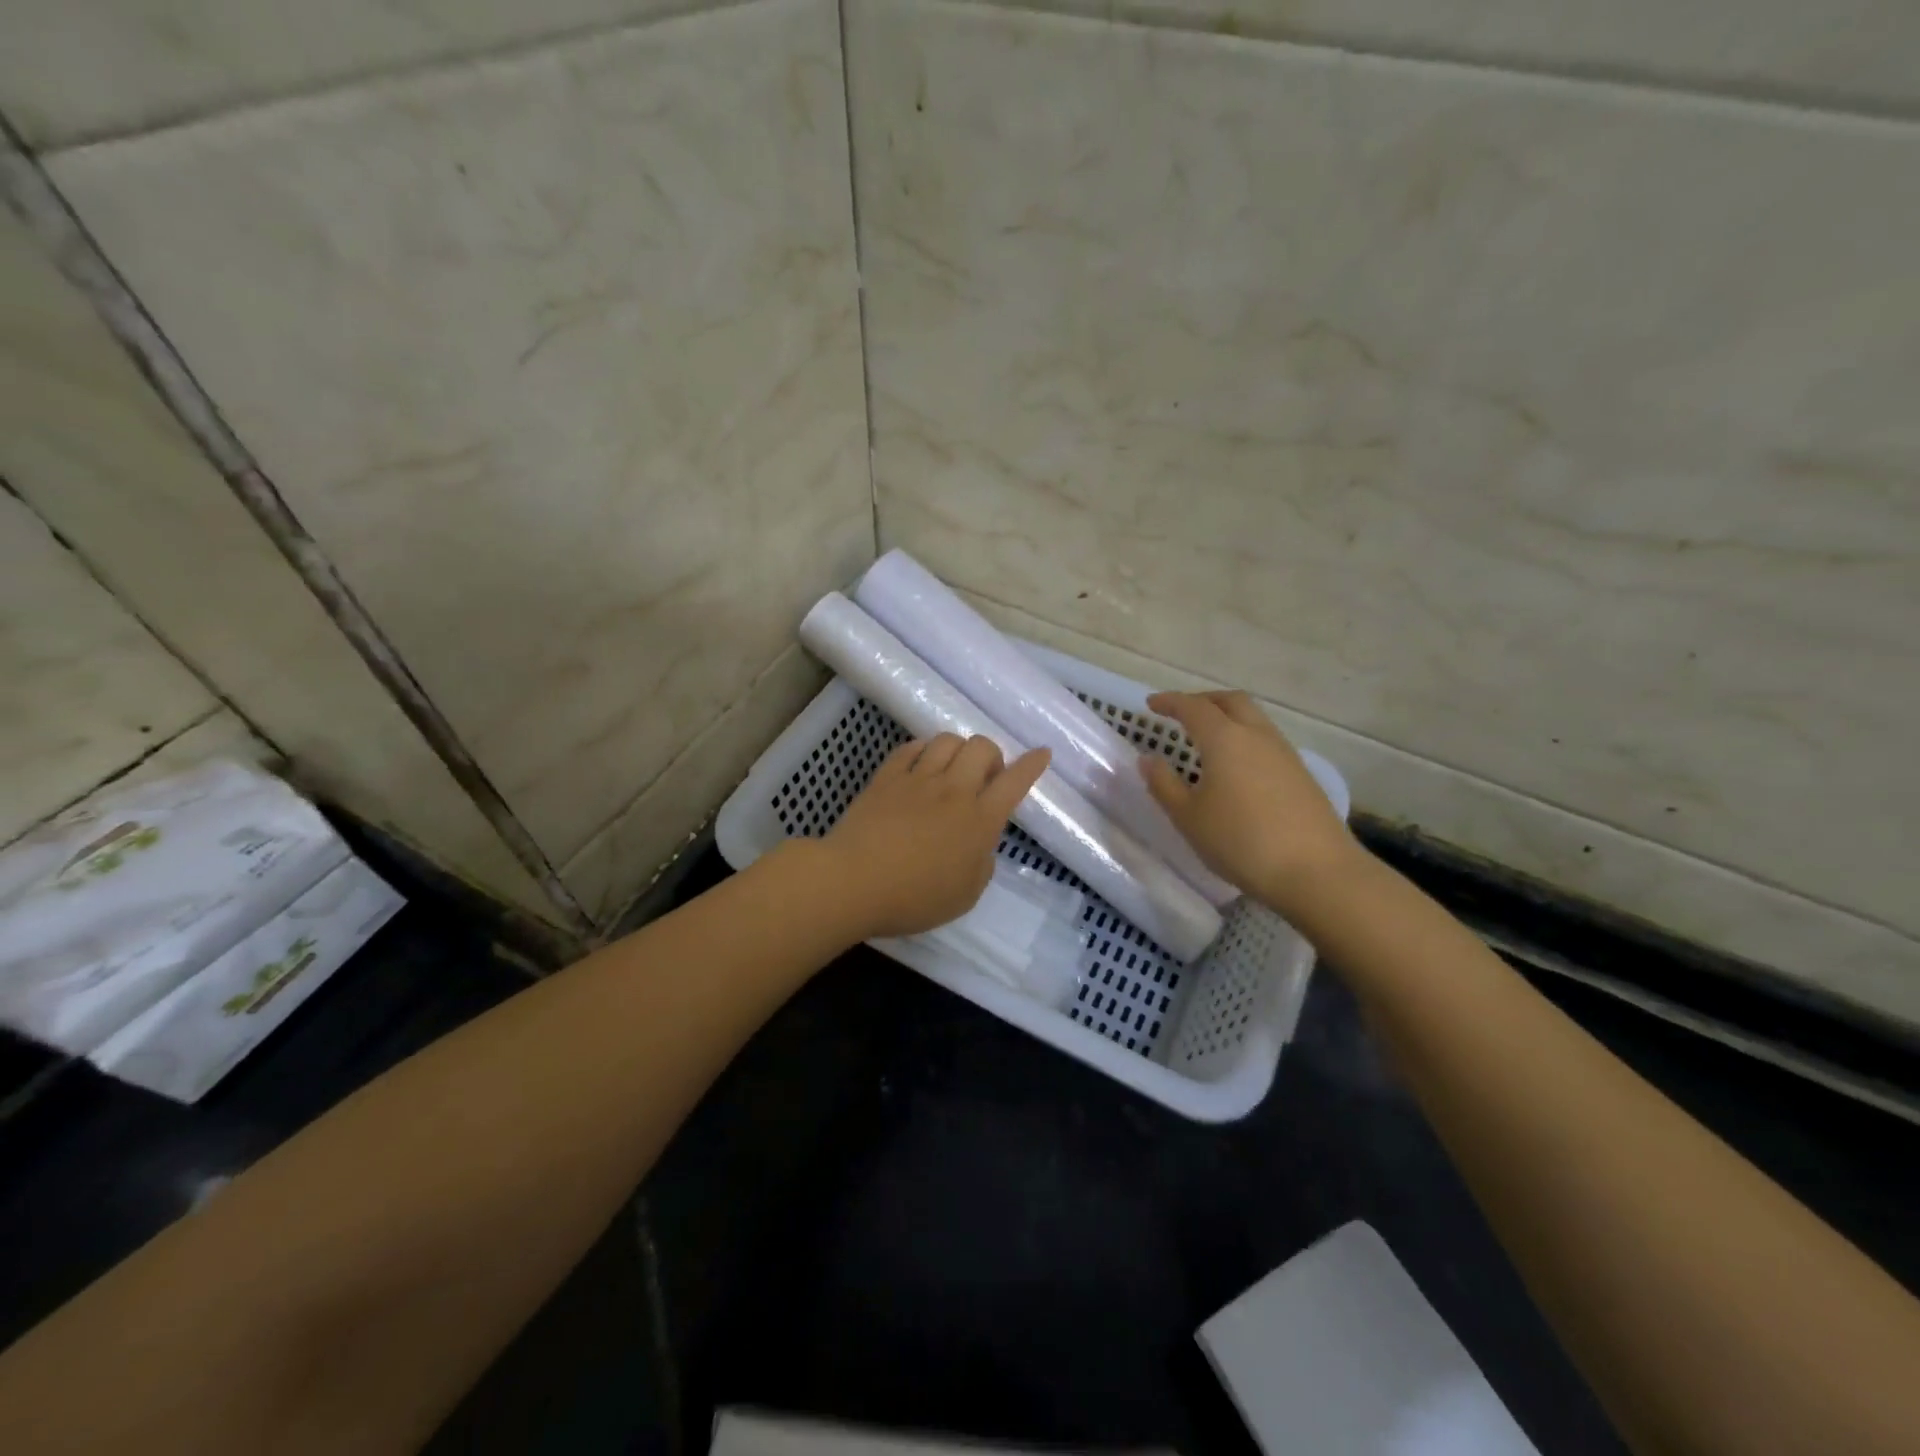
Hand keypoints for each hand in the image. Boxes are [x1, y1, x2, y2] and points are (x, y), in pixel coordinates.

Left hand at [824, 734, 1051, 938]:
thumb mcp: (965, 895)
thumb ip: (981, 865)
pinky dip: (922, 750)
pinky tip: (920, 764)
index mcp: (980, 820)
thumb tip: (980, 844)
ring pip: (947, 740)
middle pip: (982, 748)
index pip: (1014, 782)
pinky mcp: (886, 777)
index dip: (1032, 765)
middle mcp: (954, 791)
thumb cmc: (914, 899)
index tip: (1042, 753)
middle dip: (991, 755)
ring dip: (958, 749)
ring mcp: (917, 779)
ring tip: (951, 769)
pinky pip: (910, 748)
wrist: (853, 882)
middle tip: (984, 779)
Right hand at [1140, 690, 1359, 918]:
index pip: (1193, 707)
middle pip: (1230, 701)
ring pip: (1253, 718)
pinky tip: (1236, 766)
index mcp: (1224, 739)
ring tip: (1207, 738)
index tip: (1152, 704)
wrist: (1316, 871)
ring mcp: (1284, 753)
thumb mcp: (1189, 818)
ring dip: (1227, 717)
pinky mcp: (1301, 774)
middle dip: (1203, 700)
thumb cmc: (1240, 842)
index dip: (1170, 702)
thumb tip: (1147, 759)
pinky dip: (1244, 738)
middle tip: (1182, 712)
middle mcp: (1256, 736)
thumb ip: (1164, 785)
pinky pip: (1266, 740)